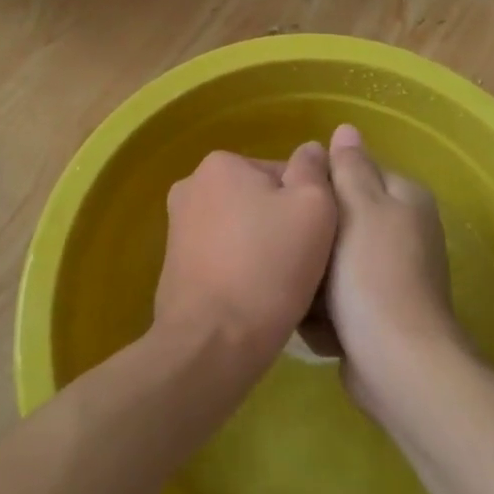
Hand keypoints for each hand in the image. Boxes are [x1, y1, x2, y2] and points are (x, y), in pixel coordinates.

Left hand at [154, 144, 336, 378]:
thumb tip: (311, 149)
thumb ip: (315, 169)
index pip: (285, 173)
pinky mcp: (174, 267)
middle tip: (305, 262)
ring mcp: (177, 229)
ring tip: (283, 285)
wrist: (212, 344)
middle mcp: (191, 187)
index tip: (319, 238)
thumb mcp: (313, 206)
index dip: (311, 204)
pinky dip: (242, 270)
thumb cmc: (269, 267)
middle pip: (261, 199)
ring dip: (264, 249)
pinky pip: (224, 258)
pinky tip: (257, 298)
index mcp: (220, 164)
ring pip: (243, 230)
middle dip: (284, 225)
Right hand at [320, 124, 465, 414]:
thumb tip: (346, 128)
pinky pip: (341, 299)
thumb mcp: (357, 208)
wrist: (396, 364)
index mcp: (405, 198)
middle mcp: (405, 231)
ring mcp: (392, 275)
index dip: (321, 187)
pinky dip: (328, 312)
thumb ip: (348, 167)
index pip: (354, 172)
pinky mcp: (380, 313)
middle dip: (316, 240)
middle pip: (341, 220)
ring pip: (334, 262)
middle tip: (297, 251)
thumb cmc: (372, 274)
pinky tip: (321, 326)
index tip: (297, 203)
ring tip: (306, 296)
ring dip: (316, 281)